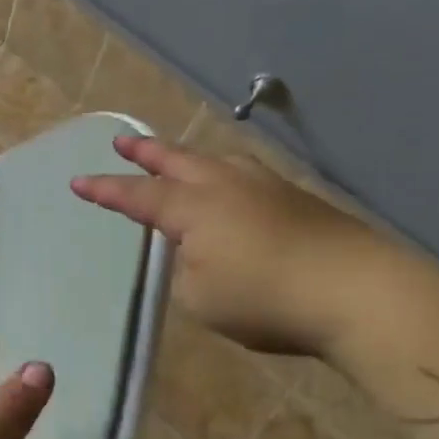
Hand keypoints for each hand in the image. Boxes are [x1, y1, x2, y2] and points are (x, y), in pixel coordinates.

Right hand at [72, 134, 389, 355]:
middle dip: (147, 153)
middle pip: (178, 161)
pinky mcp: (298, 200)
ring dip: (189, 158)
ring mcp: (266, 188)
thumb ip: (185, 271)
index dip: (106, 191)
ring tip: (178, 159)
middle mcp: (225, 185)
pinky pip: (246, 176)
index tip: (78, 181)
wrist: (359, 292)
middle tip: (124, 141)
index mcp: (193, 208)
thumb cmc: (265, 298)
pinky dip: (225, 175)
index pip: (138, 196)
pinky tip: (233, 187)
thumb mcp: (200, 297)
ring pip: (217, 161)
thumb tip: (194, 254)